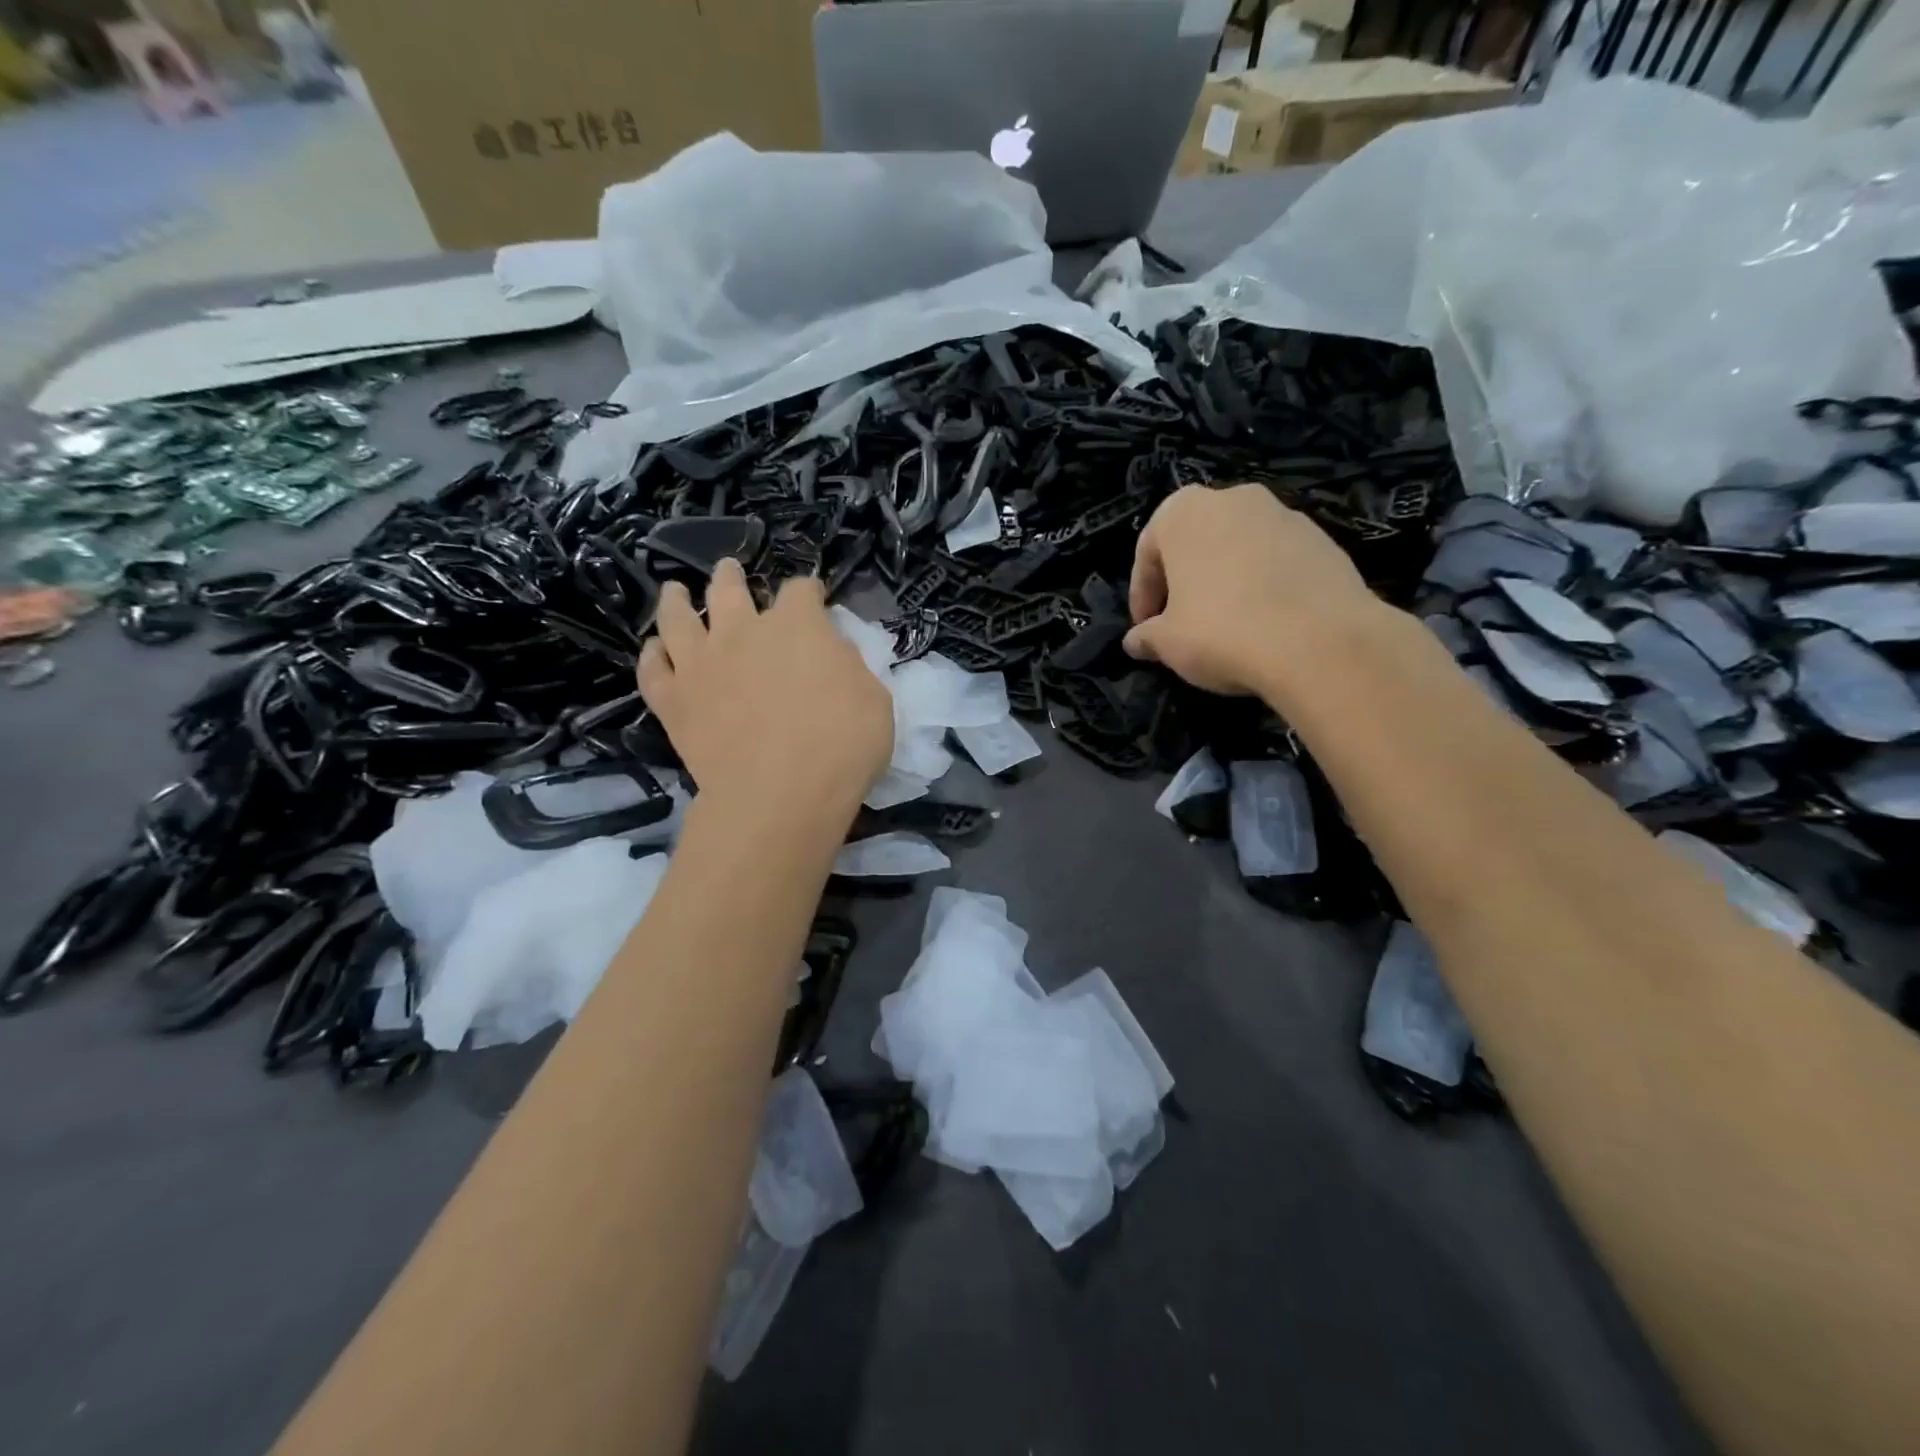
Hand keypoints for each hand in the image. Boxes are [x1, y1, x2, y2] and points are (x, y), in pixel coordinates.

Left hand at [637, 561, 893, 818]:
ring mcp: (701, 664)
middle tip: (728, 571)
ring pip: (678, 618)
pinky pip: (653, 670)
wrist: (779, 795)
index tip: (813, 597)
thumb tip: (832, 653)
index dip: (809, 591)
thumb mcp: (874, 701)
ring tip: (675, 592)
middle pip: (728, 589)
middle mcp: (742, 631)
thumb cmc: (842, 747)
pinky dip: (652, 657)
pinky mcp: (673, 701)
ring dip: (677, 601)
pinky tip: (653, 651)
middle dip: (730, 577)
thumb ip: (850, 667)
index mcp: (797, 626)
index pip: (801, 591)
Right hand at [1125, 484, 1382, 695]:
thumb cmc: (1221, 631)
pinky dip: (1264, 585)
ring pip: (1239, 548)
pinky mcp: (1324, 538)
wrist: (1319, 641)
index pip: (1148, 553)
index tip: (1145, 629)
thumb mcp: (1167, 643)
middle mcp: (1233, 498)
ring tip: (1226, 625)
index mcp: (1183, 511)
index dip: (1142, 595)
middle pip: (1196, 542)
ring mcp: (1283, 514)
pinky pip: (1277, 561)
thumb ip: (1147, 636)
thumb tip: (1136, 642)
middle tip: (1181, 622)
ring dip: (1226, 580)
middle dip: (1185, 580)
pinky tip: (1266, 623)